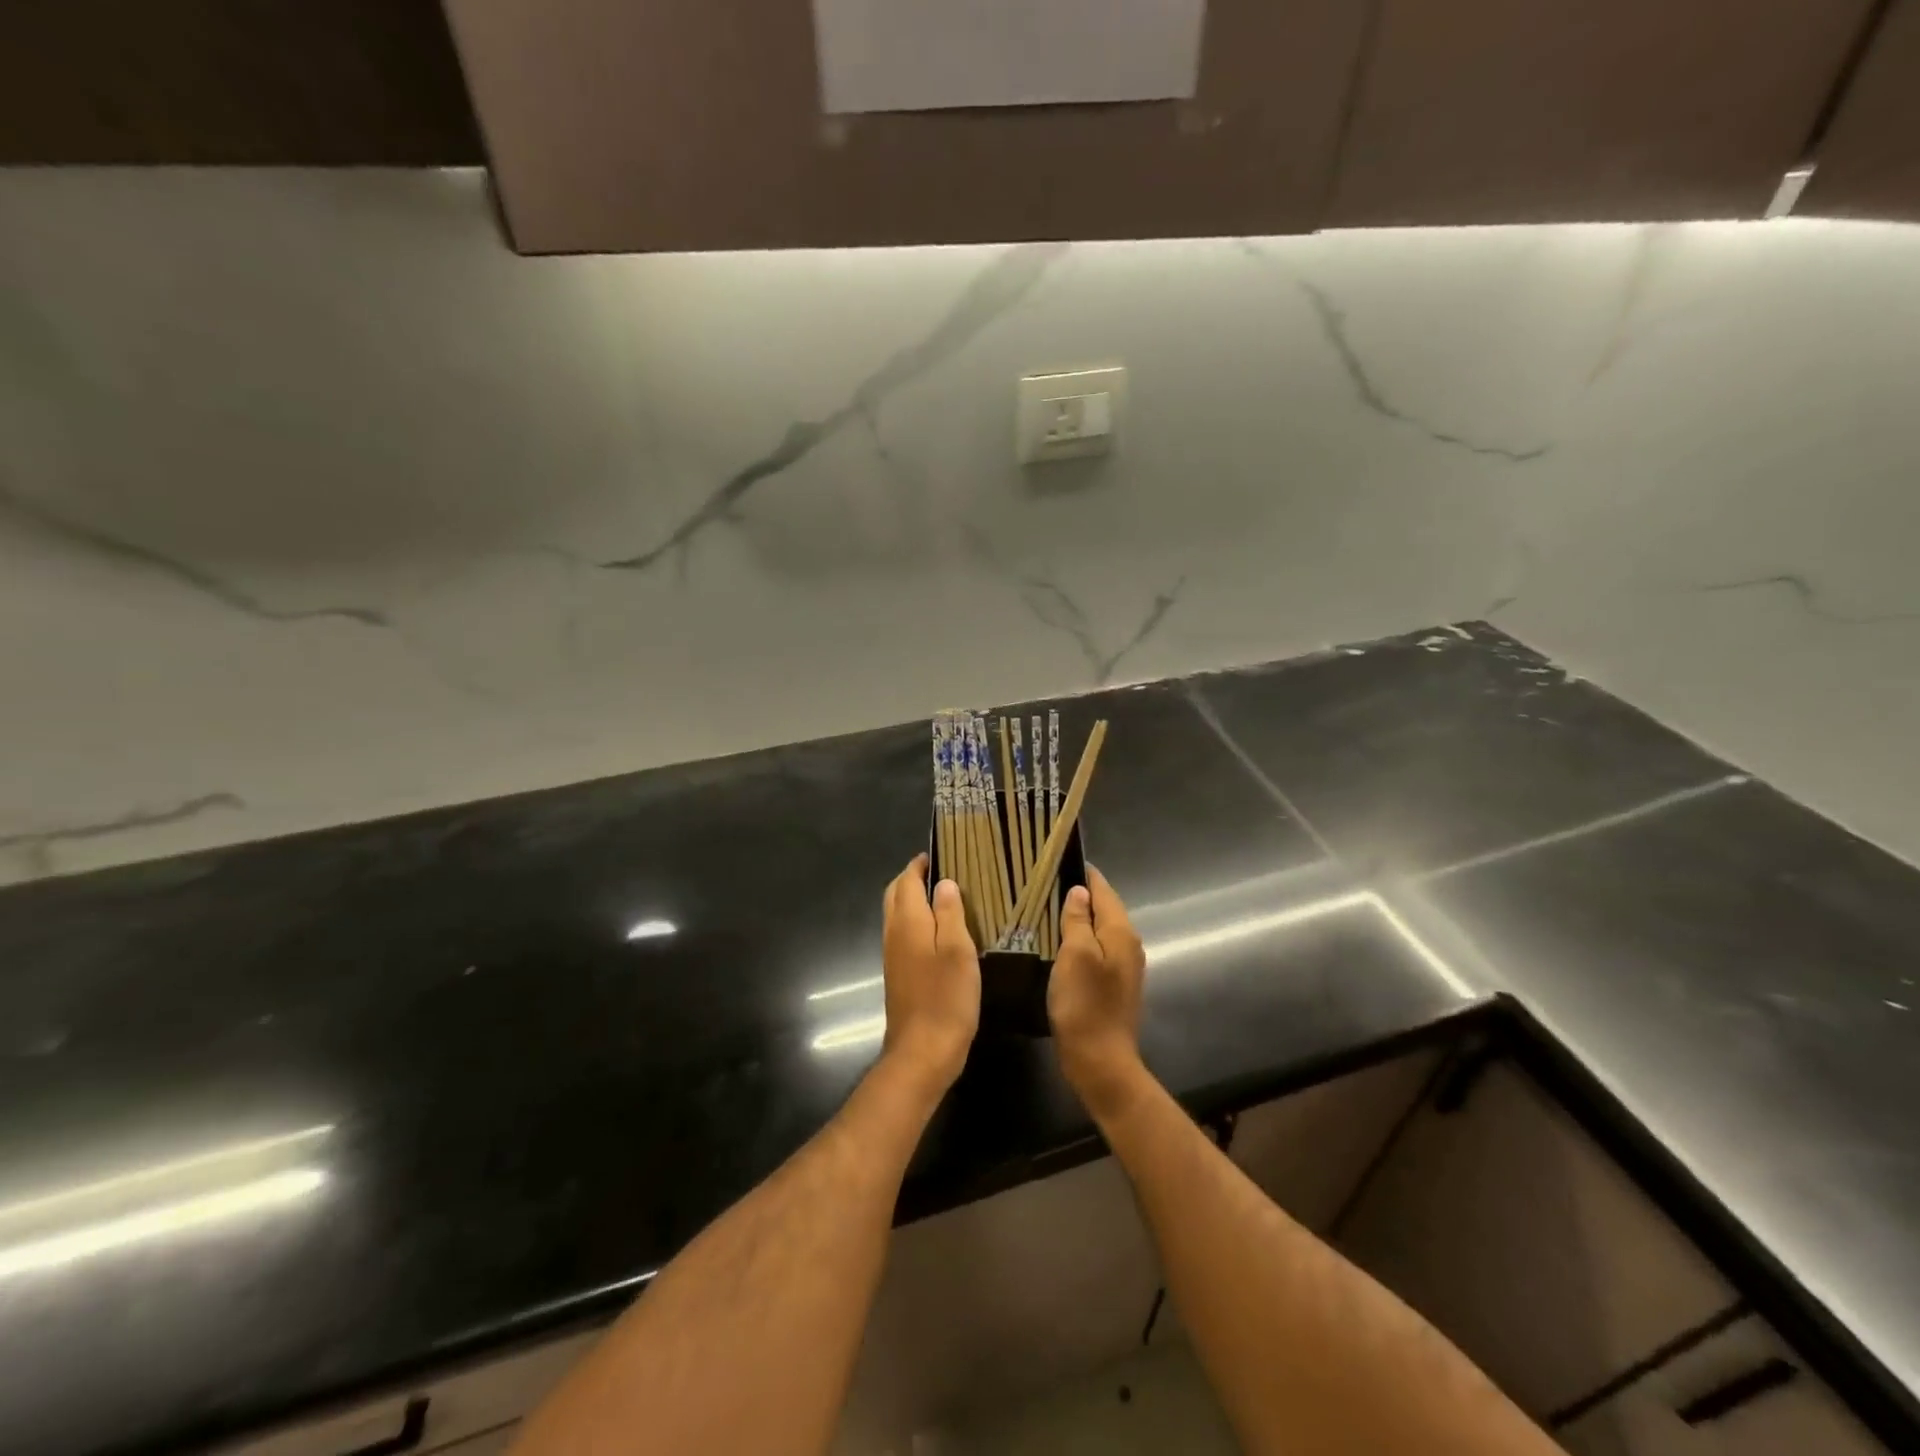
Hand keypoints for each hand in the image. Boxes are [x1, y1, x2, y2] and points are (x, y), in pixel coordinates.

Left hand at [880, 855, 981, 1095]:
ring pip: (897, 914)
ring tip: (943, 894)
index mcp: (908, 921)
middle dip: (912, 878)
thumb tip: (944, 882)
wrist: (922, 1052)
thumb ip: (950, 913)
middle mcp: (894, 933)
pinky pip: (903, 933)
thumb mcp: (958, 950)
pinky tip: (938, 930)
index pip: (907, 880)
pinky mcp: (898, 973)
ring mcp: (893, 955)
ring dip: (912, 898)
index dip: (920, 864)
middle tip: (940, 870)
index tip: (939, 853)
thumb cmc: (946, 997)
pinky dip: (916, 920)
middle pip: (896, 894)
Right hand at [1050, 866, 1147, 1121]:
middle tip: (1044, 882)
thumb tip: (1080, 890)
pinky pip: (1097, 948)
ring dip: (1078, 917)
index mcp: (1121, 932)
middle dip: (1079, 893)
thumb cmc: (1084, 1004)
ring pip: (1100, 928)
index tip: (1056, 859)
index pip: (1103, 888)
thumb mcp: (1075, 955)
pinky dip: (1080, 938)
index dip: (1082, 872)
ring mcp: (1124, 965)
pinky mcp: (1114, 983)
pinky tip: (1059, 942)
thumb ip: (1078, 919)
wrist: (1100, 1061)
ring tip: (1046, 907)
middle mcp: (1128, 943)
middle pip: (1104, 907)